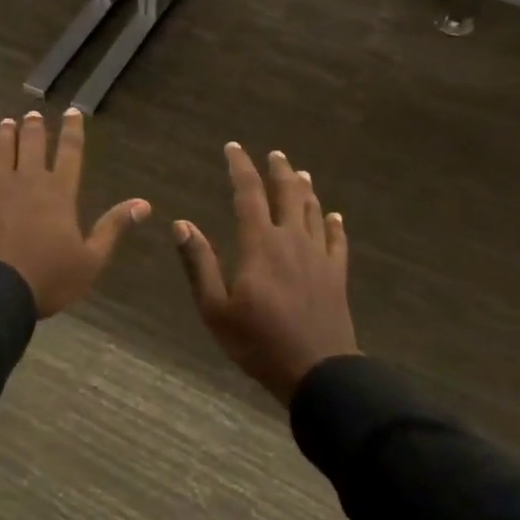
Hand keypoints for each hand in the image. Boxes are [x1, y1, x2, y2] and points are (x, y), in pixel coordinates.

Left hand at [0, 109, 150, 317]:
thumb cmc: (47, 278)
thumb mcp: (90, 260)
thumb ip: (113, 227)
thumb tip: (144, 203)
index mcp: (59, 192)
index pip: (69, 152)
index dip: (72, 130)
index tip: (72, 111)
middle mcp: (28, 181)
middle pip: (31, 145)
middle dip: (34, 127)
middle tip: (32, 114)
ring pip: (0, 152)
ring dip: (4, 136)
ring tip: (6, 123)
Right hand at [173, 143, 357, 403]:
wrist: (317, 372)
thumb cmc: (259, 342)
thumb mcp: (215, 309)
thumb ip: (199, 264)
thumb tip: (181, 223)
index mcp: (260, 244)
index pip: (248, 193)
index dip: (240, 167)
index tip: (233, 147)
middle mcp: (291, 240)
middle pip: (287, 194)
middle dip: (279, 171)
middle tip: (275, 154)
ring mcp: (318, 256)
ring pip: (313, 212)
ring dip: (306, 190)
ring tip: (301, 174)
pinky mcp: (337, 275)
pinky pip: (338, 241)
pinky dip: (335, 225)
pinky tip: (335, 217)